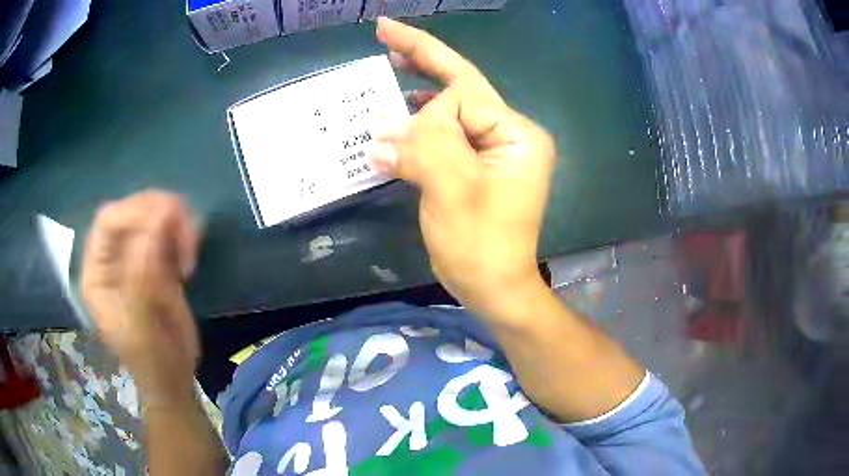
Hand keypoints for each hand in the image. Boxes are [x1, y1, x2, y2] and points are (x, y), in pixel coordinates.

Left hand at [80, 191, 200, 405]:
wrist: (173, 379)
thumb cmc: (151, 361)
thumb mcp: (141, 326)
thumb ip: (142, 276)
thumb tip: (159, 221)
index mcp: (98, 273)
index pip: (108, 222)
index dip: (135, 213)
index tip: (168, 224)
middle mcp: (113, 259)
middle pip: (133, 211)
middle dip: (160, 213)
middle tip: (187, 235)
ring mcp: (136, 258)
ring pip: (154, 216)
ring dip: (176, 222)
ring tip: (191, 250)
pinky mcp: (158, 262)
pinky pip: (170, 232)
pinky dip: (184, 233)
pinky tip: (190, 253)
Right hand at [371, 18, 555, 317]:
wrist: (493, 288)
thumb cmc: (481, 245)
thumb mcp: (453, 191)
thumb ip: (424, 147)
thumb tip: (382, 132)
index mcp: (515, 134)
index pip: (464, 95)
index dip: (424, 109)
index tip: (398, 140)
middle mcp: (507, 135)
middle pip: (459, 88)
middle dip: (421, 60)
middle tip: (386, 32)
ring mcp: (491, 151)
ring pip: (447, 111)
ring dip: (413, 96)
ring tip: (386, 69)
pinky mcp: (474, 167)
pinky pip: (441, 137)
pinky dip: (414, 130)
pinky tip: (393, 125)